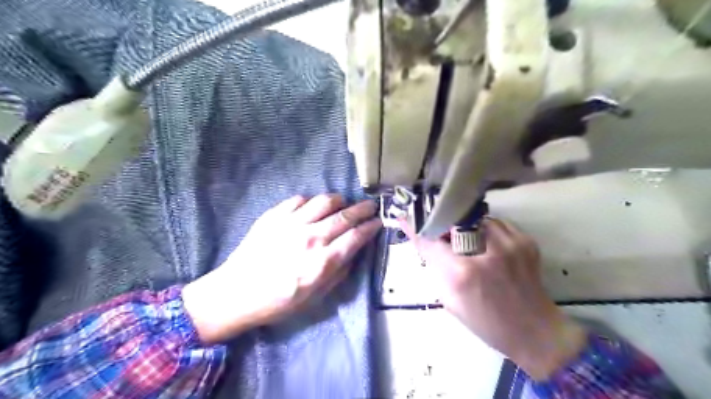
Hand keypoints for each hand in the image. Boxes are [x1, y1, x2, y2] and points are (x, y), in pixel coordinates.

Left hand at [183, 195, 382, 343]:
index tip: (378, 222)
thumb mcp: (315, 297)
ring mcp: (291, 224)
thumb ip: (339, 273)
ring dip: (339, 200)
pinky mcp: (274, 216)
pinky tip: (312, 208)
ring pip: (324, 201)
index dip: (371, 227)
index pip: (356, 237)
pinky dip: (311, 202)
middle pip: (345, 215)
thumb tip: (353, 252)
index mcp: (323, 262)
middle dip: (363, 209)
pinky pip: (299, 200)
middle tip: (371, 205)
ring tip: (343, 203)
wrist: (236, 293)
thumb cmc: (278, 301)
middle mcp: (311, 238)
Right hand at [402, 218, 585, 379]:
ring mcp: (509, 243)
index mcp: (462, 274)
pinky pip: (496, 223)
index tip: (405, 217)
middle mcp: (485, 252)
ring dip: (466, 228)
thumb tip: (425, 242)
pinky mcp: (525, 240)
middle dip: (444, 227)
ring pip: (476, 219)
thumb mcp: (450, 300)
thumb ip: (437, 268)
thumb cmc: (486, 322)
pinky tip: (488, 245)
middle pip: (453, 223)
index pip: (431, 242)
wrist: (535, 331)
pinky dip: (486, 230)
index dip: (416, 230)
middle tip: (443, 235)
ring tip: (468, 242)